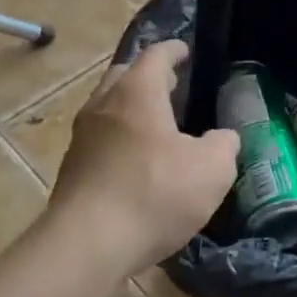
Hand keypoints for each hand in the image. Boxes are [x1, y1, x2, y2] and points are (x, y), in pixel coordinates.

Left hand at [50, 41, 239, 276]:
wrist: (87, 246)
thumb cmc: (154, 194)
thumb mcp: (212, 170)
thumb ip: (224, 145)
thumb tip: (222, 138)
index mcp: (137, 92)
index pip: (156, 55)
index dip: (174, 51)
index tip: (186, 52)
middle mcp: (103, 105)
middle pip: (124, 75)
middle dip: (148, 76)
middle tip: (173, 87)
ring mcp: (82, 137)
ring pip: (108, 108)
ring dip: (131, 109)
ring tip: (159, 125)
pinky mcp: (72, 169)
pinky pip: (100, 139)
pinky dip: (120, 138)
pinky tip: (139, 161)